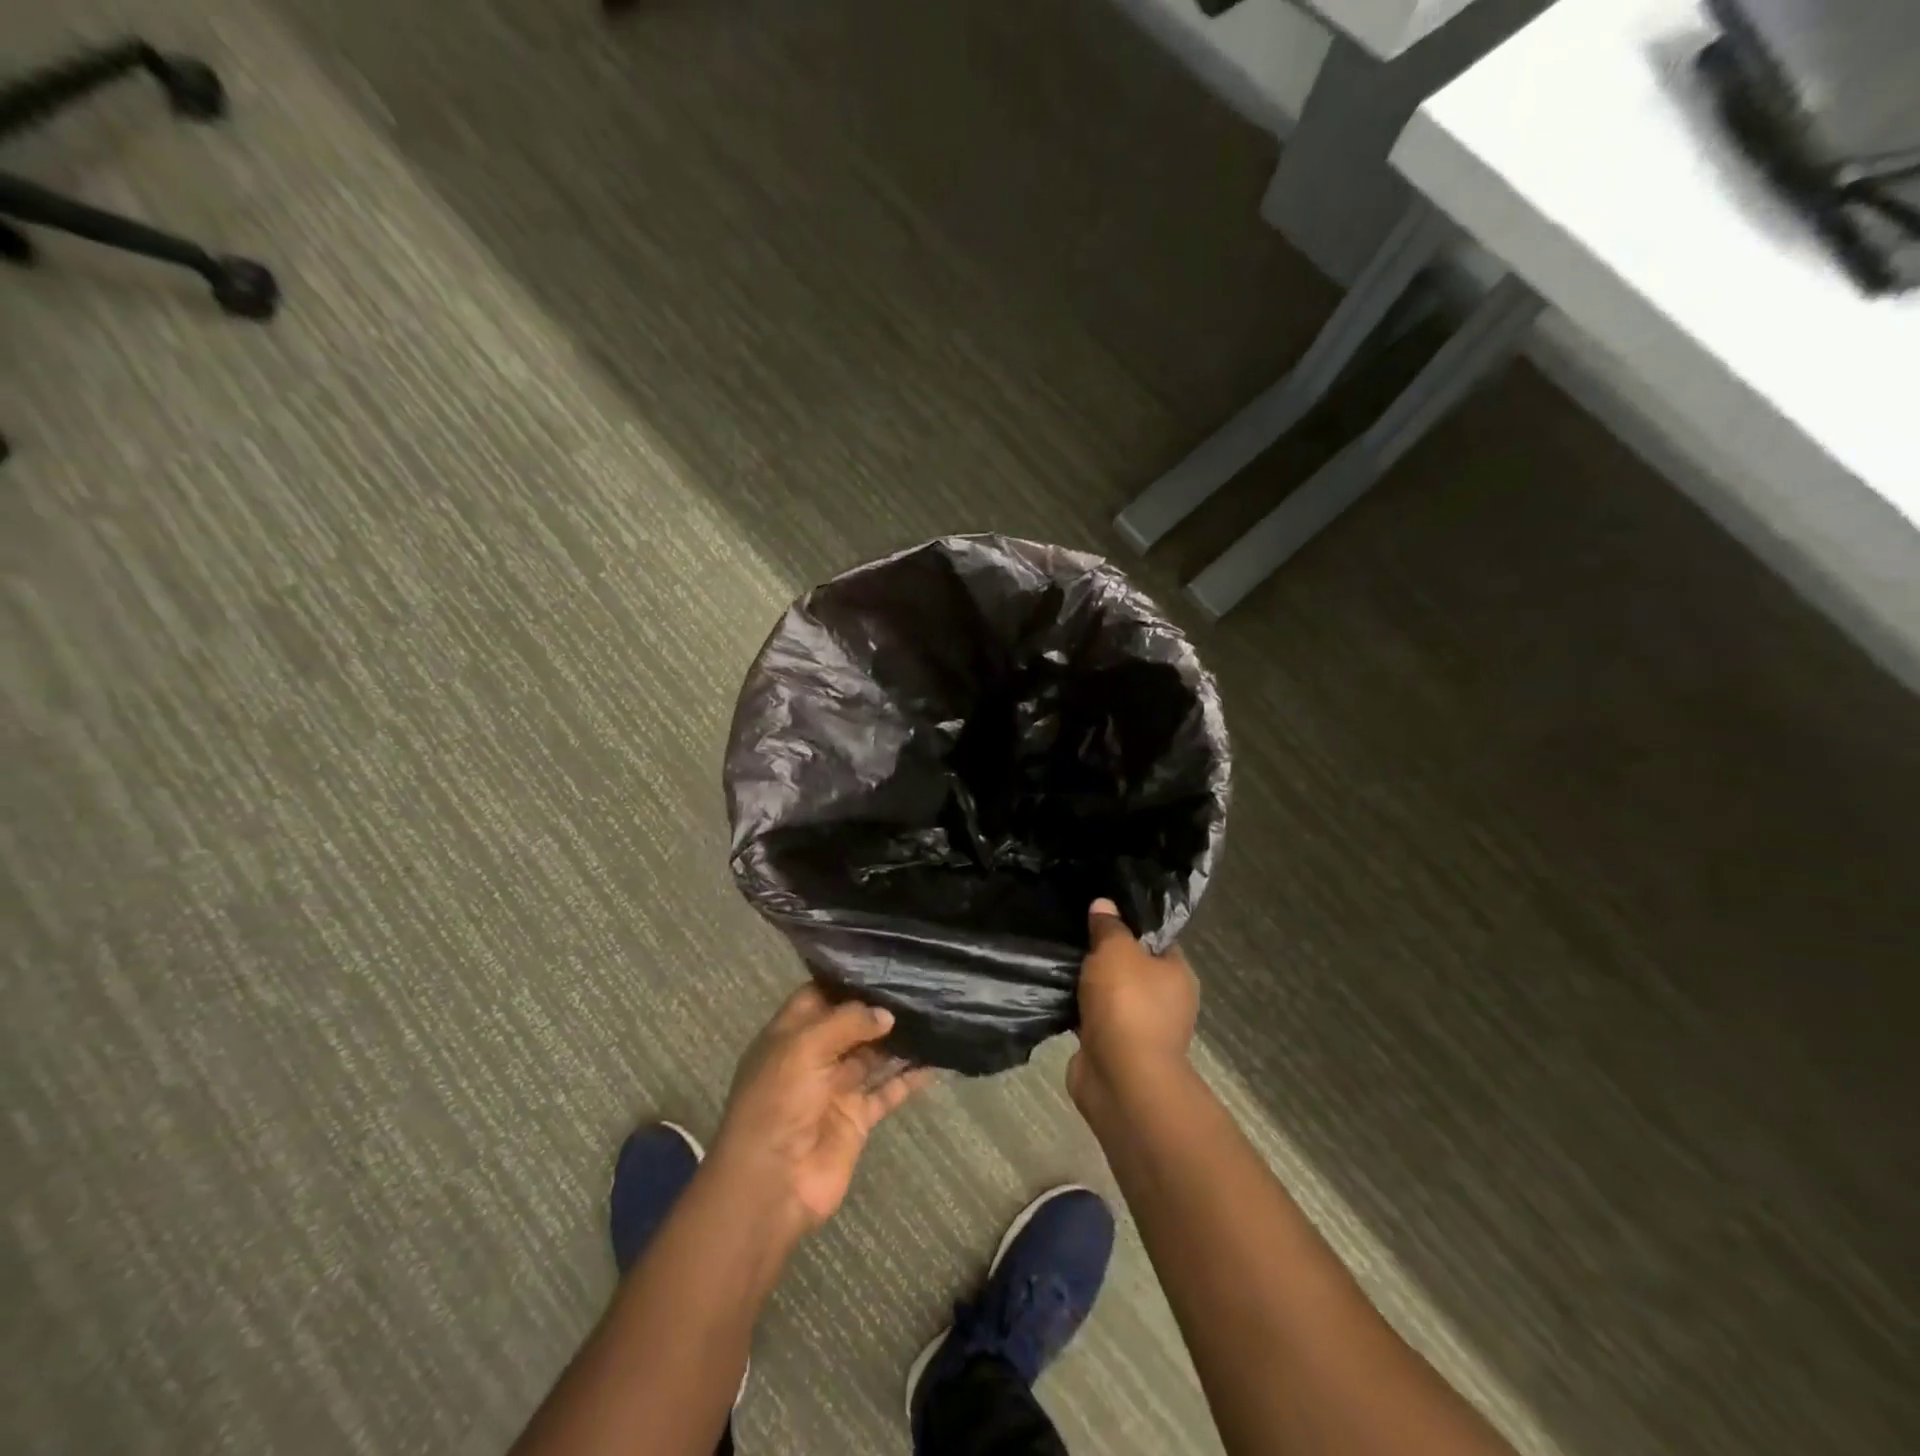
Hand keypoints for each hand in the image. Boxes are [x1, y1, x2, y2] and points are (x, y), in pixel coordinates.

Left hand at [711, 985, 933, 1237]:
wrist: (772, 1183)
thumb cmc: (778, 1101)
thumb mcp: (804, 1046)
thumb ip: (848, 1021)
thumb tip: (886, 1014)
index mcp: (789, 1034)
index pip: (818, 996)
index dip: (846, 981)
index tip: (882, 964)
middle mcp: (813, 1057)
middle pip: (851, 1025)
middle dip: (879, 1008)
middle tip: (920, 985)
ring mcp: (837, 1088)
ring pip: (874, 1055)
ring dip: (899, 1040)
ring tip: (934, 1015)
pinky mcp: (857, 1118)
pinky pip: (889, 1091)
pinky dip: (910, 1078)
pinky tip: (937, 1061)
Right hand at [1068, 898, 1199, 1122]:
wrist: (1122, 1080)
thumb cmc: (1128, 1005)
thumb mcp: (1116, 951)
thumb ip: (1109, 926)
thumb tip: (1104, 904)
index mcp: (1177, 973)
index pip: (1154, 938)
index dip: (1128, 922)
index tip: (1099, 908)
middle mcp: (1164, 1000)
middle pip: (1129, 966)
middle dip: (1102, 953)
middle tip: (1071, 929)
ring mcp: (1138, 1027)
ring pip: (1108, 994)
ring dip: (1086, 984)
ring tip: (1055, 957)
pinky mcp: (1112, 1048)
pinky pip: (1091, 1018)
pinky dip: (1075, 1009)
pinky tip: (1051, 991)